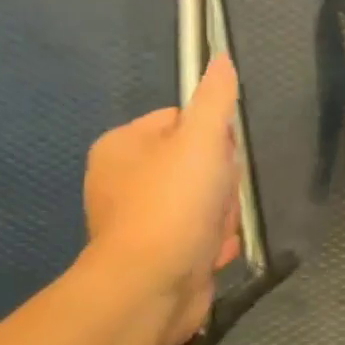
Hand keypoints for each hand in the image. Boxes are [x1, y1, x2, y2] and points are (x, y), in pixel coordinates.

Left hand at [83, 56, 242, 344]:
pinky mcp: (156, 252)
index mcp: (122, 146)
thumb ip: (215, 99)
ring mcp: (139, 219)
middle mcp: (123, 179)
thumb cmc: (173, 204)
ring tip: (214, 231)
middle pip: (200, 163)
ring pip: (205, 201)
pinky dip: (213, 242)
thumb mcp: (201, 140)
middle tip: (217, 200)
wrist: (151, 286)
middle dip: (221, 185)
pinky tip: (213, 252)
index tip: (220, 159)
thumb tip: (221, 57)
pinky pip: (199, 234)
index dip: (214, 138)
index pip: (183, 121)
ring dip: (222, 216)